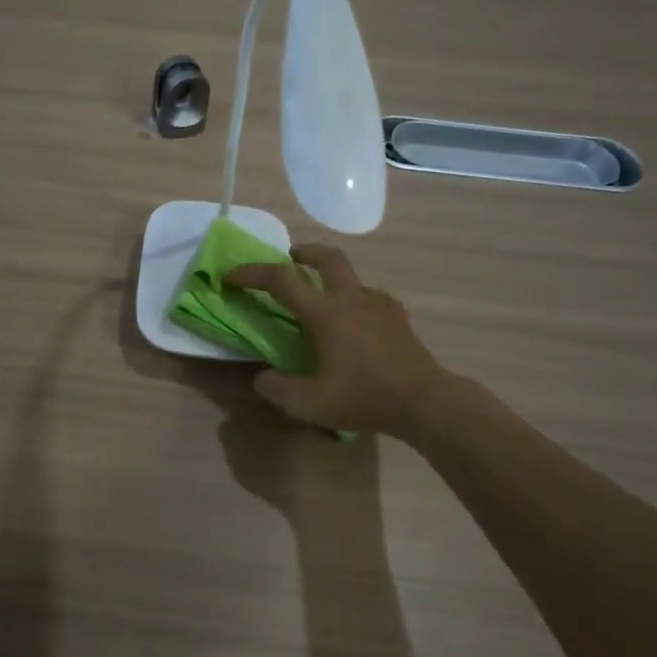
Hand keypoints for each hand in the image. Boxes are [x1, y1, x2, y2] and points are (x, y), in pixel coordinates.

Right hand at [226, 245, 446, 437]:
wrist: (425, 402)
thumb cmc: (365, 398)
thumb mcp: (309, 404)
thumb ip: (277, 389)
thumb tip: (262, 378)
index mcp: (326, 314)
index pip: (281, 281)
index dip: (252, 274)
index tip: (232, 276)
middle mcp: (352, 300)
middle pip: (328, 258)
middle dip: (304, 252)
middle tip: (290, 258)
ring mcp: (380, 306)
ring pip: (352, 276)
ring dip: (331, 277)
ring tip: (322, 299)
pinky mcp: (398, 319)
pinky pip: (371, 298)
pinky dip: (355, 300)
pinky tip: (355, 324)